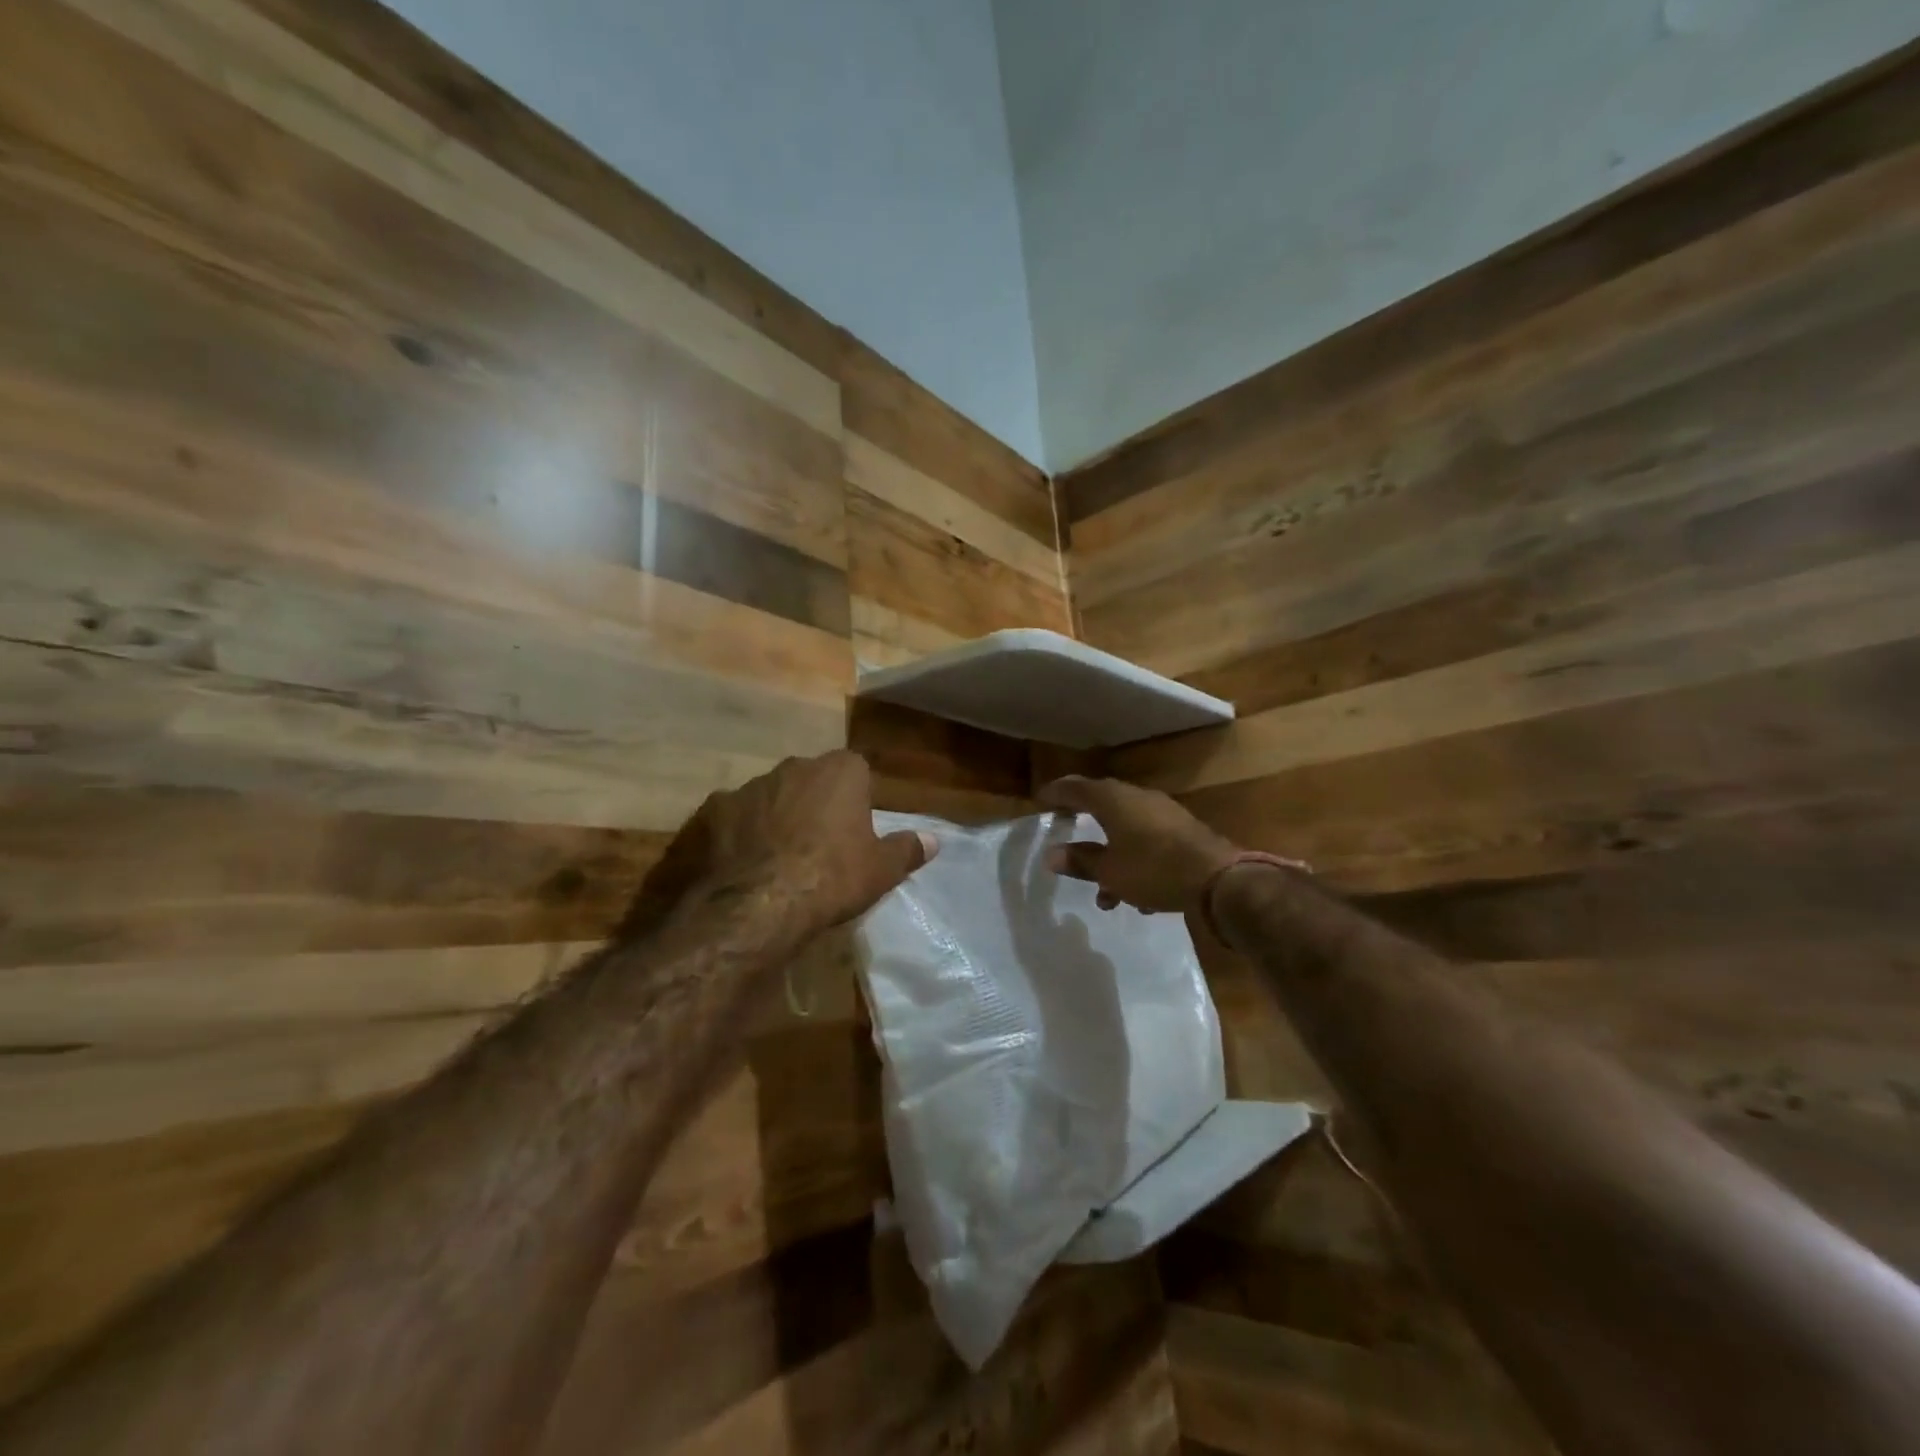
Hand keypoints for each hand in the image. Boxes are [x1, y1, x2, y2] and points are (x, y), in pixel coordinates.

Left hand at [624, 752, 937, 939]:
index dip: (857, 797)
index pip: (855, 769)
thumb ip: (908, 849)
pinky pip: (732, 817)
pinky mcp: (712, 811)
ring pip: (770, 796)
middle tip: (820, 844)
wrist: (759, 904)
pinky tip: (741, 864)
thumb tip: (934, 839)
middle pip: (810, 779)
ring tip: (778, 857)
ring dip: (776, 816)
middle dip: (815, 802)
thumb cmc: (833, 877)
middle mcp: (794, 767)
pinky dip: (738, 833)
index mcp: (840, 771)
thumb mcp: (881, 870)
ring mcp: (749, 786)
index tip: (856, 828)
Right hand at [1037, 775, 1238, 914]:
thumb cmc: (1153, 869)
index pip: (1076, 788)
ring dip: (1111, 856)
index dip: (1057, 793)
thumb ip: (1081, 862)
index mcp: (1113, 800)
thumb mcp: (1110, 871)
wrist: (1219, 879)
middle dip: (1084, 820)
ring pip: (1126, 829)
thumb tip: (1052, 855)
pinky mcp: (1183, 832)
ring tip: (1104, 895)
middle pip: (1103, 803)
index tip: (1041, 799)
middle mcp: (1138, 798)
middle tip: (1066, 826)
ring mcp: (1164, 813)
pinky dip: (1135, 862)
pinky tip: (1137, 896)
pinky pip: (1148, 842)